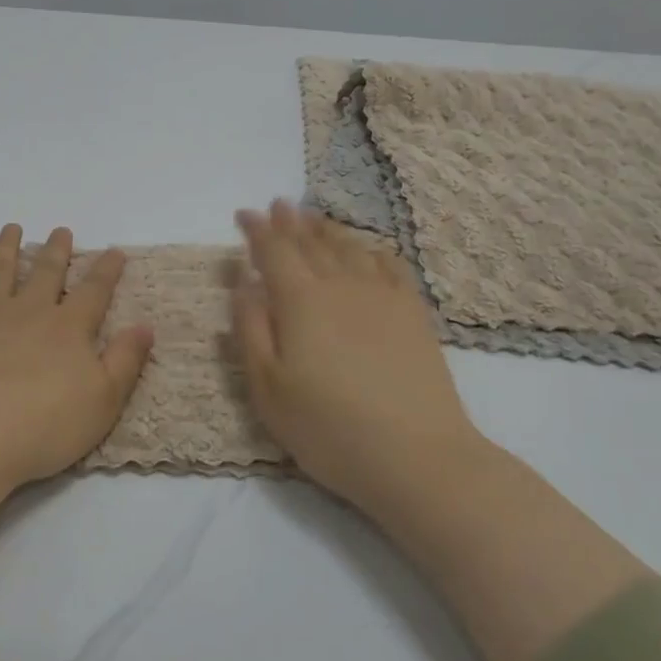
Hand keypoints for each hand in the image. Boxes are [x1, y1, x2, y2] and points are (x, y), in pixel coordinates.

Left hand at [0, 223, 153, 634]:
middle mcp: (26, 310)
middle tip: (61, 230)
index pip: (94, 291)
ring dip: (6, 248)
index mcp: (67, 327)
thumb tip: (145, 326)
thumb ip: (125, 360)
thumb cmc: (43, 426)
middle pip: (46, 273)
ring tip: (11, 229)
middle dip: (57, 251)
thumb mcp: (103, 401)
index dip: (107, 270)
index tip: (115, 250)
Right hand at [232, 201, 482, 518]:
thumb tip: (243, 283)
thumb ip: (250, 328)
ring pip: (349, 248)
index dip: (256, 230)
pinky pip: (390, 266)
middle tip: (278, 205)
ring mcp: (382, 296)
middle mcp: (341, 285)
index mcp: (300, 300)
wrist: (417, 456)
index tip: (244, 214)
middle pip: (311, 243)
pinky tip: (368, 249)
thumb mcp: (268, 387)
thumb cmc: (328, 428)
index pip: (273, 251)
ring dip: (327, 229)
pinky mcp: (413, 314)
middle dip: (290, 222)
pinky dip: (372, 250)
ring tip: (313, 216)